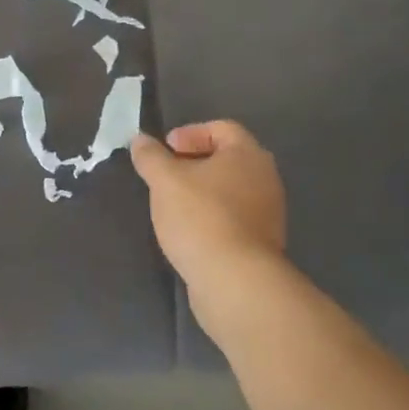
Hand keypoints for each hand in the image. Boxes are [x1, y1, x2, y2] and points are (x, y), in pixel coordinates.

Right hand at [130, 122, 287, 331]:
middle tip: (166, 175)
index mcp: (248, 155)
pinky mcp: (262, 243)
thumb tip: (140, 140)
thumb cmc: (201, 217)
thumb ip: (150, 156)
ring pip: (229, 190)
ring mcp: (268, 213)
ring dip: (201, 191)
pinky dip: (211, 216)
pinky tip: (188, 231)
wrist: (235, 281)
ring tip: (172, 204)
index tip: (166, 150)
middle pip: (226, 159)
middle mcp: (265, 179)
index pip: (221, 128)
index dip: (190, 133)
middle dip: (193, 163)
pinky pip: (233, 217)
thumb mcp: (165, 180)